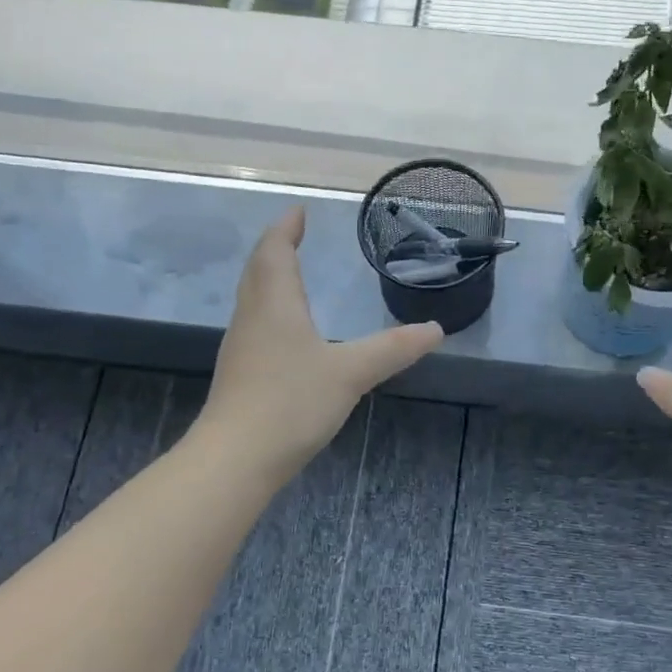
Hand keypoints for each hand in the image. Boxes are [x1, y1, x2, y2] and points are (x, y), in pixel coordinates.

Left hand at [194, 208, 444, 483]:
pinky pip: (255, 324)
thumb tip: (436, 329)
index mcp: (275, 304)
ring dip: (270, 277)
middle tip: (294, 234)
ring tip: (292, 274)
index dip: (286, 228)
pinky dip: (271, 309)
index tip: (299, 211)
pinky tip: (287, 330)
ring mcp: (242, 347)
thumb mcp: (351, 373)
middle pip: (258, 270)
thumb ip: (393, 349)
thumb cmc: (291, 402)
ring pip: (253, 298)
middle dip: (276, 248)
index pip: (275, 251)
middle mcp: (252, 317)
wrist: (235, 459)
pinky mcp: (240, 374)